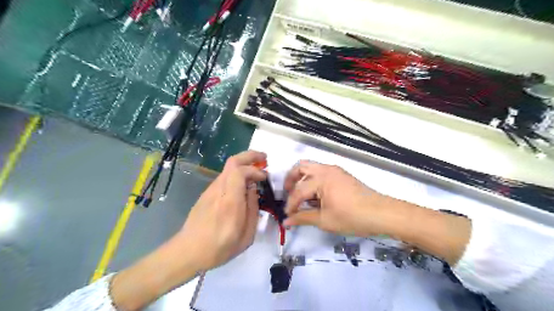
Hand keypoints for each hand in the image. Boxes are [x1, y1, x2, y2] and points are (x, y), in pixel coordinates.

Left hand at [175, 150, 265, 270]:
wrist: (188, 251)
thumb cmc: (220, 248)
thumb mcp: (246, 235)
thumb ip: (252, 208)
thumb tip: (254, 188)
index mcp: (230, 202)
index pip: (240, 171)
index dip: (255, 169)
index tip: (265, 177)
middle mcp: (219, 190)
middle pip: (232, 162)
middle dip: (250, 155)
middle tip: (264, 158)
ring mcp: (211, 190)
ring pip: (228, 167)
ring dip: (244, 164)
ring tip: (256, 171)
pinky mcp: (207, 193)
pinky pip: (224, 177)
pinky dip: (237, 173)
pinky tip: (243, 183)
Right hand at [285, 160, 470, 263]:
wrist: (380, 214)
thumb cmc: (351, 217)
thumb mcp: (324, 220)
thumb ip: (303, 218)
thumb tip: (286, 222)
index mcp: (321, 179)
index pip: (298, 191)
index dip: (290, 204)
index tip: (287, 215)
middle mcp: (326, 169)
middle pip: (301, 167)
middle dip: (291, 180)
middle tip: (287, 194)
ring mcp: (335, 170)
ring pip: (311, 168)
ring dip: (302, 179)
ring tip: (301, 196)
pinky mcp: (341, 175)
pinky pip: (321, 173)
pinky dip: (313, 181)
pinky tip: (315, 196)